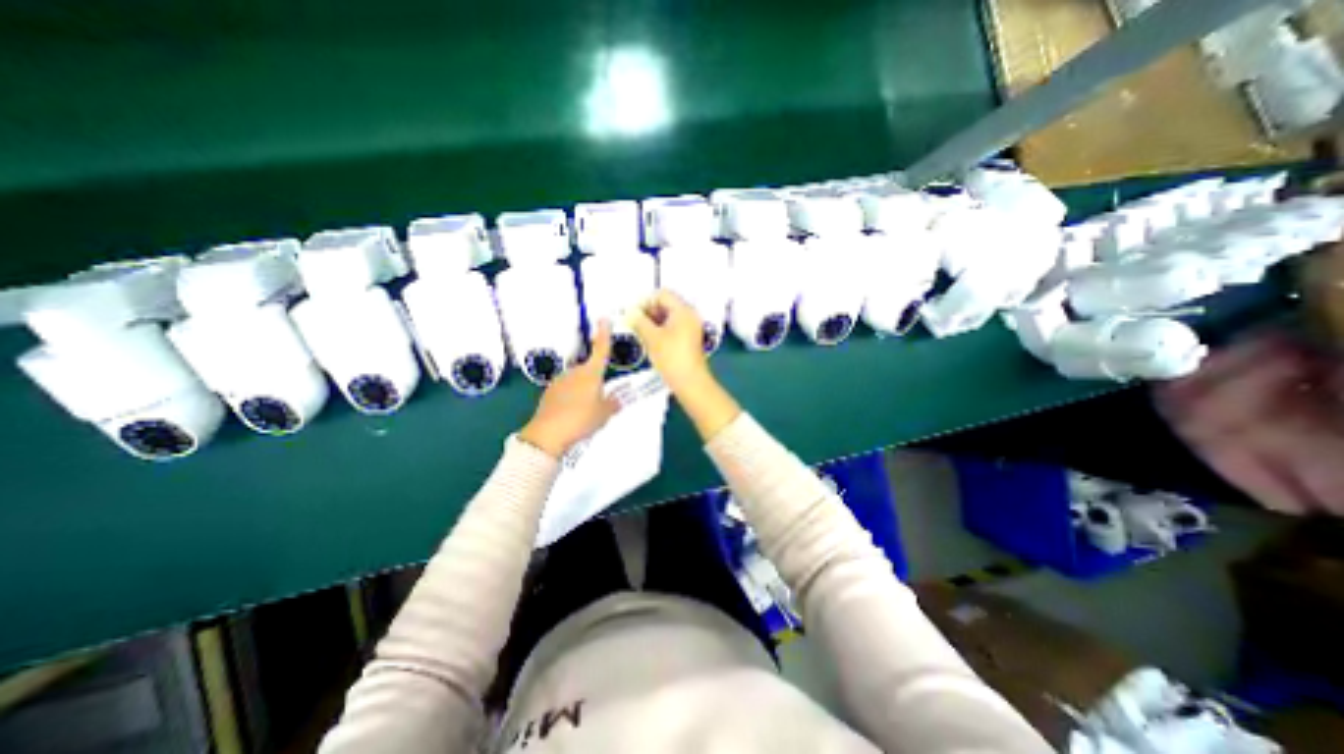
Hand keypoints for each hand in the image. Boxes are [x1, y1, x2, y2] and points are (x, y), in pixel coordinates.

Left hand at [515, 319, 620, 457]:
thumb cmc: (581, 419)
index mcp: (591, 373)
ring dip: (582, 391)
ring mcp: (559, 381)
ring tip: (585, 411)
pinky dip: (571, 398)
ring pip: (577, 381)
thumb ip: (612, 404)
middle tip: (600, 400)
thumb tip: (616, 399)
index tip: (603, 318)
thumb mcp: (604, 414)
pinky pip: (565, 391)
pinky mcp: (549, 393)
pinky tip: (572, 414)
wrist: (548, 434)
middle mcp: (575, 372)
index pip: (601, 350)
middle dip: (595, 381)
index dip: (604, 334)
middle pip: (589, 370)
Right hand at [629, 288, 711, 390]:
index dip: (645, 301)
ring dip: (652, 321)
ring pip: (668, 316)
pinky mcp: (689, 338)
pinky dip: (660, 329)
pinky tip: (650, 340)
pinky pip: (673, 326)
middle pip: (666, 304)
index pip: (662, 294)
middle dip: (648, 311)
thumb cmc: (671, 357)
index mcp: (683, 310)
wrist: (691, 382)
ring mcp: (691, 327)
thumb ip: (639, 321)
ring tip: (639, 333)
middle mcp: (689, 315)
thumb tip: (629, 311)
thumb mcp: (652, 338)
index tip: (632, 315)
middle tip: (634, 324)